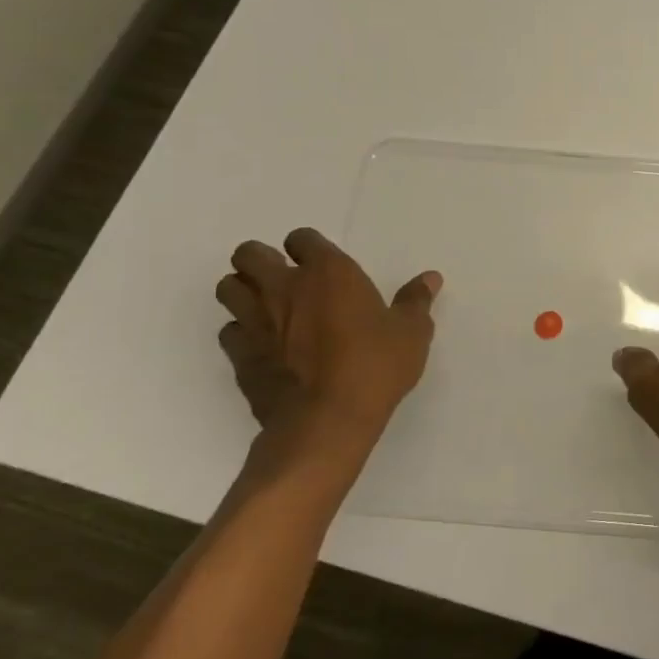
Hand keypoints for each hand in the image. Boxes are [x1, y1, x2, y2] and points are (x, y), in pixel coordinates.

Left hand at [215, 227, 440, 483]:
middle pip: (249, 254)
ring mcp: (255, 321)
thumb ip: (416, 301)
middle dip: (261, 261)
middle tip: (286, 280)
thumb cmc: (375, 366)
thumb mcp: (411, 332)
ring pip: (227, 288)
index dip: (309, 248)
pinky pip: (229, 330)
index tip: (322, 264)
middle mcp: (284, 288)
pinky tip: (264, 345)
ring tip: (268, 307)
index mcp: (328, 273)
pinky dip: (241, 332)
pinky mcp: (239, 355)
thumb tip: (430, 278)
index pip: (302, 238)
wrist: (327, 420)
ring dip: (243, 291)